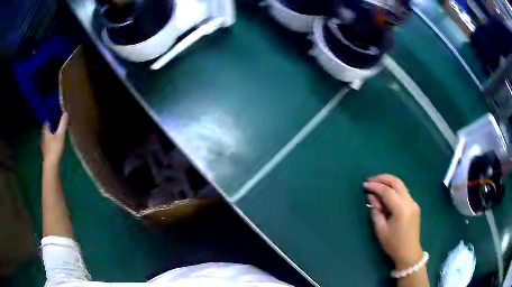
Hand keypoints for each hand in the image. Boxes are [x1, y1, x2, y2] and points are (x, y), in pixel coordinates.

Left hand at [41, 113, 68, 166]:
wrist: (51, 166)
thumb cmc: (55, 149)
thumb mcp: (60, 135)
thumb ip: (63, 124)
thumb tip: (65, 113)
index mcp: (45, 129)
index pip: (48, 118)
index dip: (53, 115)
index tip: (58, 114)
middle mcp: (44, 135)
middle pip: (48, 126)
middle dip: (54, 124)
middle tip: (60, 123)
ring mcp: (44, 144)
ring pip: (49, 134)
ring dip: (54, 132)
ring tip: (60, 132)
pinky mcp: (47, 151)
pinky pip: (50, 141)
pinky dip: (53, 139)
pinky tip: (57, 142)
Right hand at [364, 174, 422, 268]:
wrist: (409, 252)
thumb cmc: (393, 244)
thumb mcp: (380, 230)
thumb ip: (376, 212)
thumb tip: (371, 197)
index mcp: (401, 209)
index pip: (387, 191)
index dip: (375, 186)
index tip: (364, 184)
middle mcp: (410, 202)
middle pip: (397, 182)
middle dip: (383, 178)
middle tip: (371, 179)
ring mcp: (413, 202)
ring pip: (401, 185)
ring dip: (389, 182)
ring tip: (377, 184)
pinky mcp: (414, 205)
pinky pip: (403, 192)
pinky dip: (394, 189)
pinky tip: (386, 193)